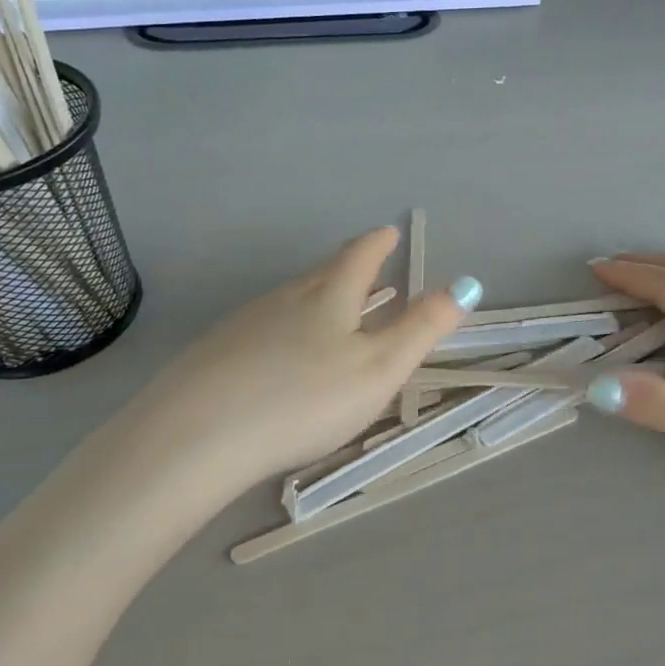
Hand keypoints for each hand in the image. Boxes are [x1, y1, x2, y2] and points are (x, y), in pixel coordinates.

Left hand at [123, 227, 475, 497]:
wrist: (199, 434)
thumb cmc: (305, 399)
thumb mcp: (378, 368)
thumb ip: (421, 328)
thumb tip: (465, 286)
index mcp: (329, 296)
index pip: (359, 256)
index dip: (378, 243)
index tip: (388, 232)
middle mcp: (286, 298)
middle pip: (322, 273)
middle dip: (347, 267)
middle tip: (364, 265)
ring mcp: (247, 322)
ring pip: (291, 299)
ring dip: (315, 297)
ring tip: (329, 309)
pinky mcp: (217, 351)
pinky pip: (263, 327)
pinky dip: (284, 328)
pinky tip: (279, 354)